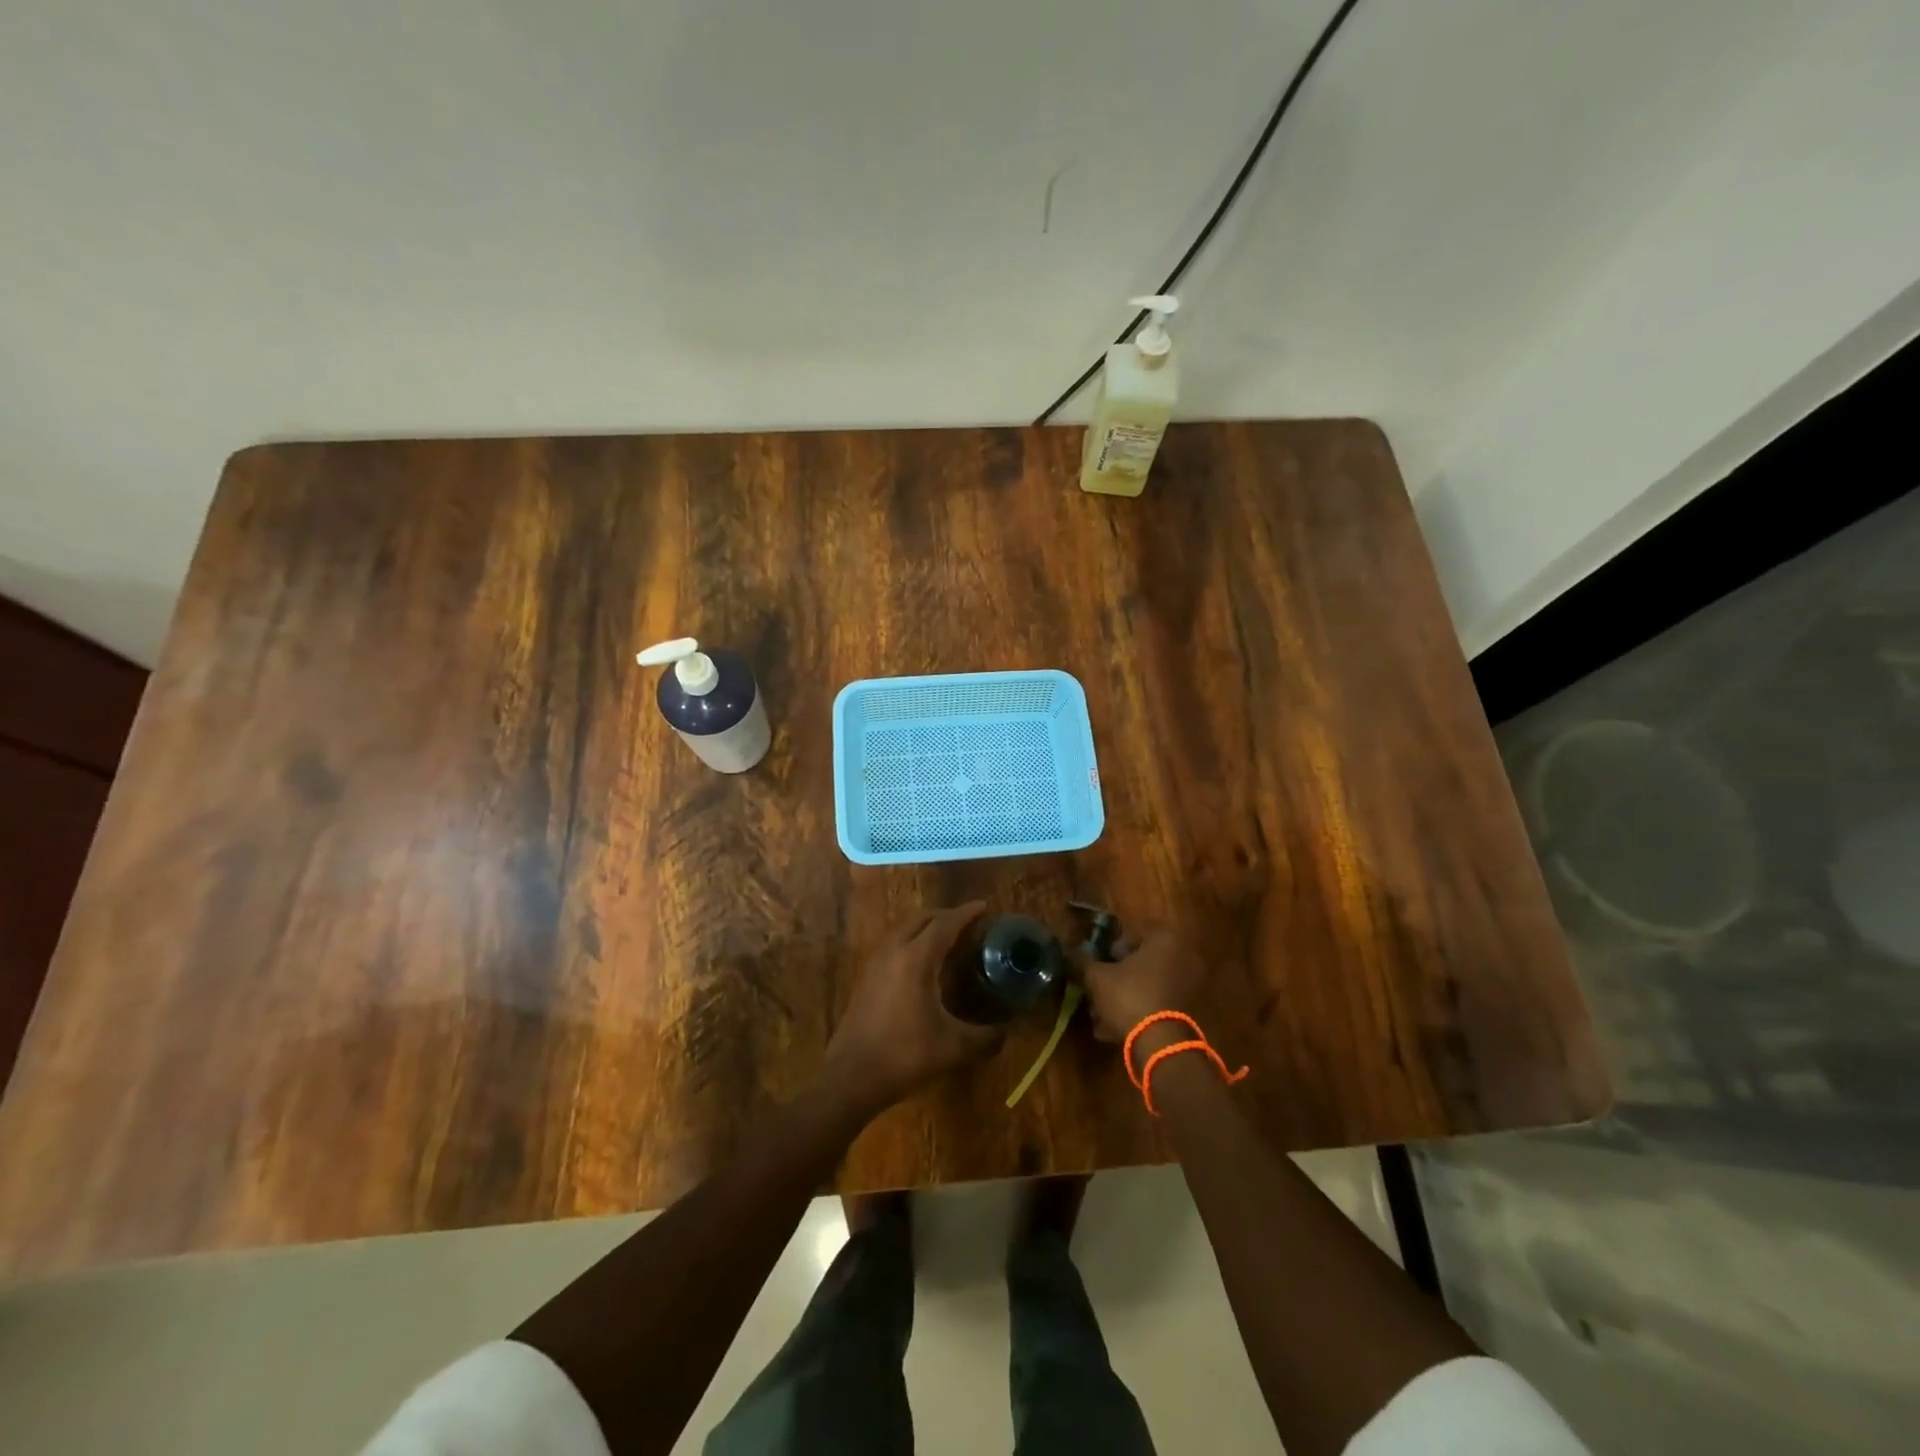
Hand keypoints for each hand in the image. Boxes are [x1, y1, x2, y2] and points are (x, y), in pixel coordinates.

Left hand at [824, 902, 1001, 1112]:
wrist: (852, 1077)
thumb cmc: (905, 1055)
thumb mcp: (954, 1047)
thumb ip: (987, 1036)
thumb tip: (1010, 1031)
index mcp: (916, 958)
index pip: (944, 923)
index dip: (966, 913)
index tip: (984, 907)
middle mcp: (894, 951)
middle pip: (921, 918)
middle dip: (946, 915)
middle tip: (968, 923)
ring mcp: (876, 962)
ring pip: (904, 928)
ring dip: (926, 925)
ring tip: (947, 937)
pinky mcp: (867, 976)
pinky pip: (893, 942)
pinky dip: (912, 938)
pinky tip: (922, 961)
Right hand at [1082, 927, 1210, 1044]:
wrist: (1160, 1044)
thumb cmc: (1129, 996)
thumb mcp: (1097, 977)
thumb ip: (1082, 961)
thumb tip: (1069, 951)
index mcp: (1164, 939)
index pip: (1131, 934)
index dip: (1110, 949)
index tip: (1098, 964)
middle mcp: (1183, 956)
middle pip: (1142, 961)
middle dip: (1119, 975)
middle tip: (1099, 989)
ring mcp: (1190, 985)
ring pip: (1149, 985)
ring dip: (1126, 996)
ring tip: (1102, 1015)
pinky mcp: (1190, 1011)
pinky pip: (1158, 1004)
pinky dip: (1139, 1012)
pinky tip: (1115, 1029)